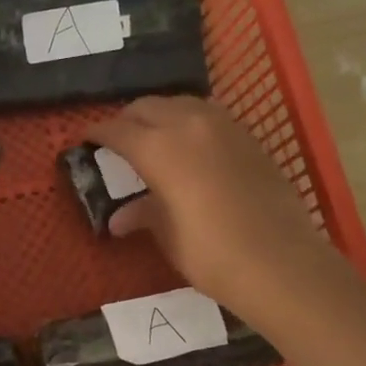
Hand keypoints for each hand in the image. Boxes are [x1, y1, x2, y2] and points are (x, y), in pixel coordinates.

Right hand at [93, 96, 326, 325]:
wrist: (281, 262)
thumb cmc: (211, 253)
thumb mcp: (168, 234)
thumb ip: (143, 214)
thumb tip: (118, 219)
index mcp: (158, 148)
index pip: (117, 130)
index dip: (97, 133)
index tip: (85, 140)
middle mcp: (188, 125)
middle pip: (147, 107)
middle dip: (127, 119)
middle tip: (118, 140)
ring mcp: (224, 127)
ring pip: (181, 104)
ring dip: (161, 114)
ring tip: (154, 137)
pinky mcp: (249, 138)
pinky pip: (210, 116)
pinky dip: (191, 122)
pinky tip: (192, 145)